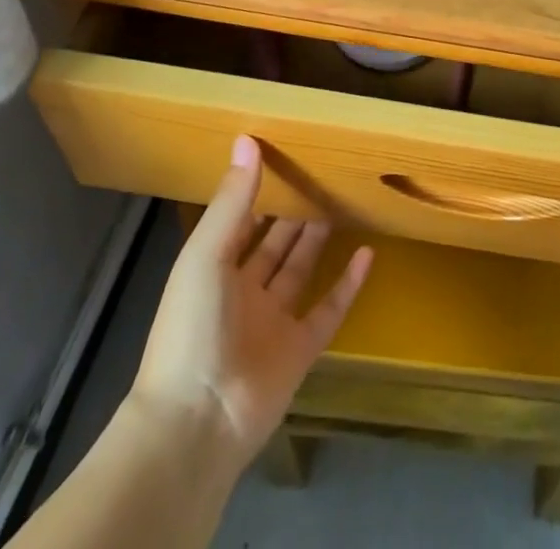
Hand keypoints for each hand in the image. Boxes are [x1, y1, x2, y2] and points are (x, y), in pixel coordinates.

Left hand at [130, 136, 373, 472]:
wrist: (198, 421)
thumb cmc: (192, 326)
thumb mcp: (206, 253)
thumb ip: (232, 199)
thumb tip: (247, 139)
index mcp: (214, 269)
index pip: (241, 220)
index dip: (259, 189)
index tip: (285, 154)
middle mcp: (243, 291)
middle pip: (274, 243)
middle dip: (293, 210)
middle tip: (322, 172)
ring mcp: (273, 321)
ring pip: (300, 269)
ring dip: (318, 238)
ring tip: (343, 200)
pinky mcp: (300, 349)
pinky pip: (328, 309)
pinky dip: (348, 284)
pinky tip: (367, 254)